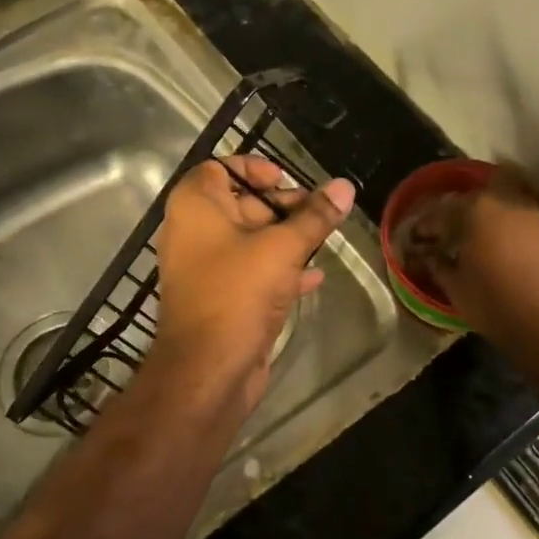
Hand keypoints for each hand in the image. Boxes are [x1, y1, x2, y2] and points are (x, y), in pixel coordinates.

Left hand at [148, 156, 354, 416]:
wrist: (208, 370)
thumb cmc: (238, 293)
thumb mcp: (283, 248)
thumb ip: (315, 216)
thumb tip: (344, 186)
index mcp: (195, 206)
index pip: (220, 168)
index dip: (255, 169)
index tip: (287, 180)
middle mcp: (194, 231)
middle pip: (241, 203)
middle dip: (283, 207)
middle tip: (319, 215)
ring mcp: (205, 268)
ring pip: (249, 240)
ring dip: (285, 239)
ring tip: (323, 241)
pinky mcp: (220, 298)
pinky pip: (250, 272)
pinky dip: (278, 270)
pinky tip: (314, 278)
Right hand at [400, 168, 538, 351]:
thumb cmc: (496, 306)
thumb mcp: (456, 290)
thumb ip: (439, 266)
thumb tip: (429, 256)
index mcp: (477, 211)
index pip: (443, 210)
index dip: (428, 224)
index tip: (420, 237)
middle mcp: (510, 204)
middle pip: (481, 196)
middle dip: (466, 210)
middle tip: (457, 233)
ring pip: (510, 207)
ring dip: (496, 221)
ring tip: (488, 245)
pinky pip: (531, 227)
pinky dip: (519, 236)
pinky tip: (515, 258)